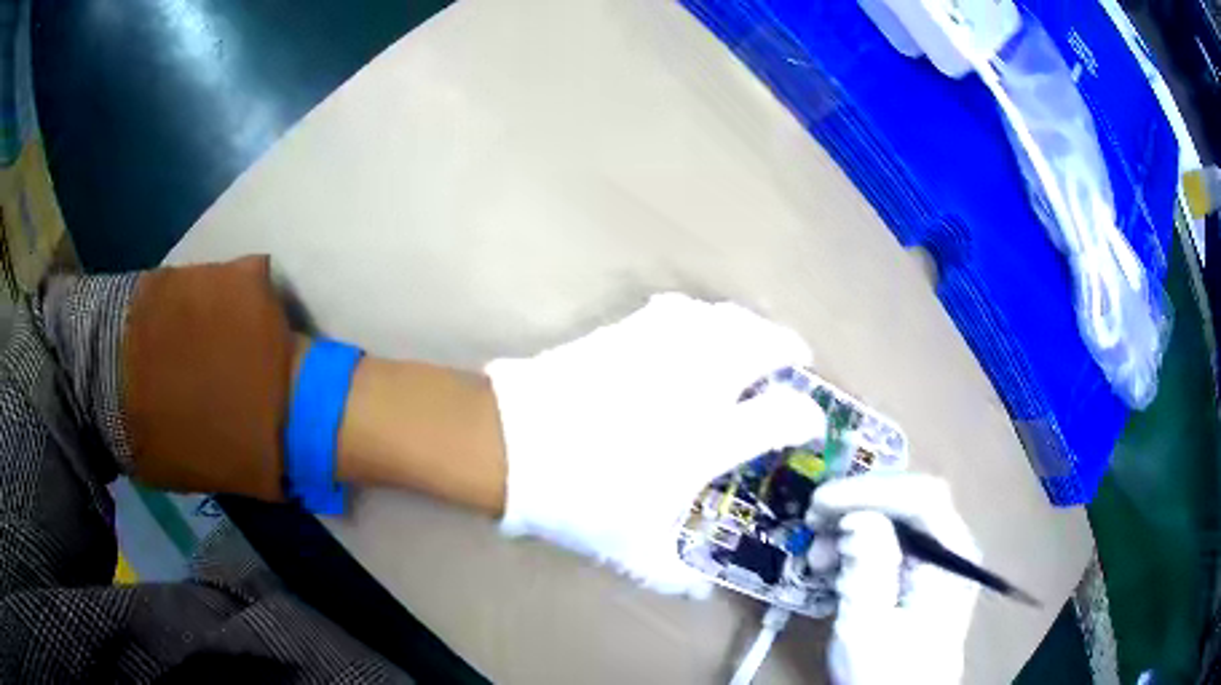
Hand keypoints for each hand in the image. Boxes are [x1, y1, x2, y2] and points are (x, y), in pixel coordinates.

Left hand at [486, 293, 824, 595]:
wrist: (510, 445)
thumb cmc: (579, 501)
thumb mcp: (632, 551)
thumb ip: (673, 576)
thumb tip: (699, 595)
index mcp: (710, 438)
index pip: (783, 415)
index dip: (806, 417)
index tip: (808, 424)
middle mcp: (697, 385)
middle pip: (763, 344)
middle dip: (788, 348)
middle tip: (794, 359)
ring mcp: (660, 351)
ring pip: (722, 317)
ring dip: (747, 325)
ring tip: (749, 339)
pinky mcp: (624, 333)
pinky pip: (675, 309)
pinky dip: (696, 314)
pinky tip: (692, 326)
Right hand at [810, 474, 978, 684]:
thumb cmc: (884, 673)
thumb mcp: (868, 629)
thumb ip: (868, 571)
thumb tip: (858, 516)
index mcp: (951, 559)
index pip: (921, 498)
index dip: (870, 490)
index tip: (821, 503)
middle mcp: (952, 548)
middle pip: (909, 501)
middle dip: (858, 505)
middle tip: (813, 522)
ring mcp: (938, 558)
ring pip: (897, 518)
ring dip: (853, 525)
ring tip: (816, 554)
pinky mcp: (921, 571)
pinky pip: (891, 540)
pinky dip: (857, 544)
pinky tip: (831, 565)